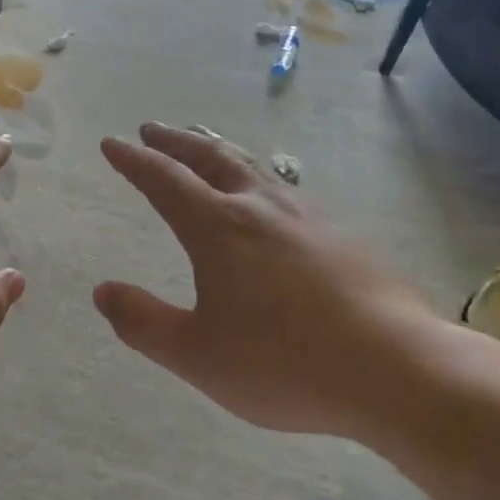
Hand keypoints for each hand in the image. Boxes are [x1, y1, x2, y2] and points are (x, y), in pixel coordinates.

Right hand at [93, 123, 442, 435]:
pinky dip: (254, 176)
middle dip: (175, 141)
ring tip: (203, 149)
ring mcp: (305, 217)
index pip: (164, 180)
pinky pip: (282, 188)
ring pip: (251, 167)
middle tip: (152, 130)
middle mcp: (260, 208)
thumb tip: (103, 291)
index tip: (112, 143)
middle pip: (210, 157)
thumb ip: (143, 322)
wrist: (397, 369)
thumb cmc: (283, 364)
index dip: (134, 160)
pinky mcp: (339, 235)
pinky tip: (265, 198)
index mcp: (218, 228)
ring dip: (216, 151)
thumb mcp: (196, 355)